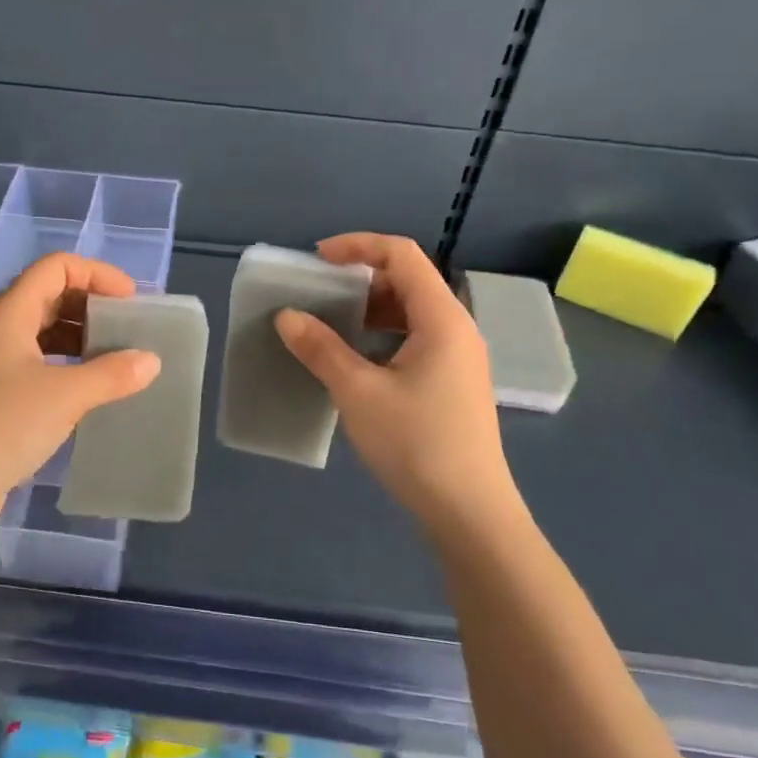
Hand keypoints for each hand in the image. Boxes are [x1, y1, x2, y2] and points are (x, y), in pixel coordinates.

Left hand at [0, 253, 160, 543]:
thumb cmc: (4, 424)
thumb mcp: (66, 395)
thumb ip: (112, 373)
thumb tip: (150, 361)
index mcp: (9, 312)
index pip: (56, 267)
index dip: (97, 274)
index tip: (130, 302)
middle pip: (51, 295)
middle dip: (93, 306)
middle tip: (129, 331)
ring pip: (44, 332)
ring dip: (82, 339)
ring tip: (117, 361)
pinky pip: (38, 364)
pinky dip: (68, 366)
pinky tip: (90, 391)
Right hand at [274, 234, 524, 536]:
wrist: (469, 512)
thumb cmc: (416, 444)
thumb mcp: (359, 392)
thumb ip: (321, 349)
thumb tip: (287, 316)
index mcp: (442, 319)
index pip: (403, 255)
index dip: (359, 246)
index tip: (317, 259)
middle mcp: (457, 328)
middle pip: (410, 279)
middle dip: (362, 277)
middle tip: (321, 292)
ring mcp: (459, 356)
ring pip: (413, 310)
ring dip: (372, 307)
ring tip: (333, 322)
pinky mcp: (454, 381)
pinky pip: (417, 337)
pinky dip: (384, 333)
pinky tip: (358, 357)